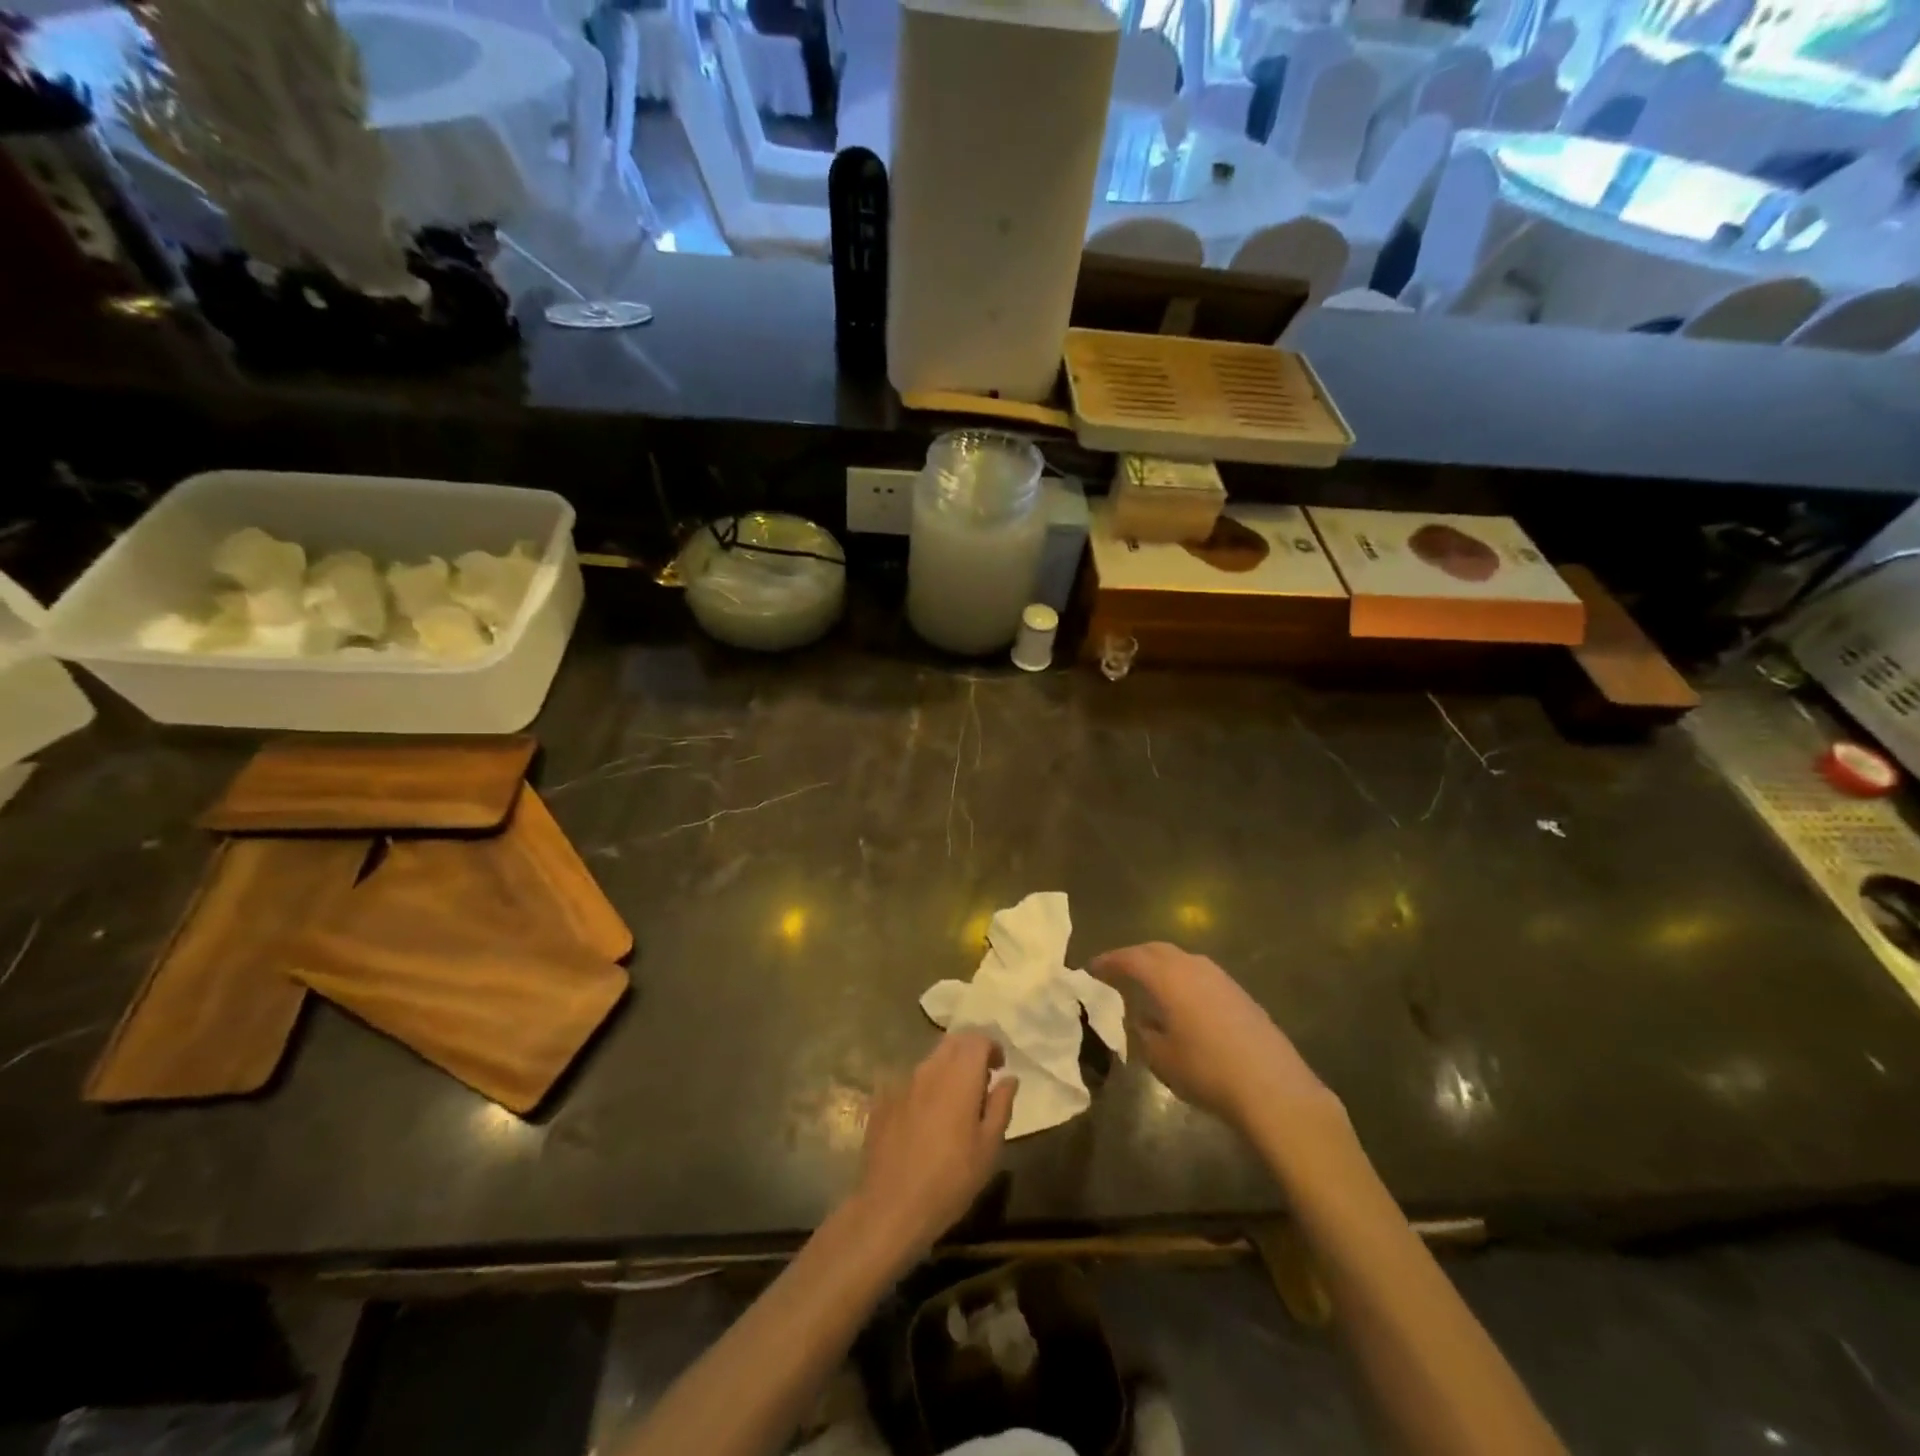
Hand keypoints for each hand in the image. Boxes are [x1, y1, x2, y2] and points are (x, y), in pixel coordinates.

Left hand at [849, 1032, 1016, 1262]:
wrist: (892, 1206)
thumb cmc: (951, 1179)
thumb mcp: (989, 1147)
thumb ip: (1001, 1105)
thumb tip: (1009, 1078)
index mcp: (959, 1076)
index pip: (977, 1038)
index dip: (991, 1047)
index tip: (999, 1068)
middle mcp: (929, 1069)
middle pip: (953, 1042)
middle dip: (970, 1052)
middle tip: (981, 1081)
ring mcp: (902, 1082)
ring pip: (931, 1060)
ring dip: (948, 1069)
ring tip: (956, 1102)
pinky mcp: (883, 1099)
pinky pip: (910, 1081)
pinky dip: (925, 1088)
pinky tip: (926, 1118)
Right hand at [1090, 942, 1338, 1132]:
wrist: (1272, 1087)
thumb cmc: (1206, 1071)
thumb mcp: (1160, 1057)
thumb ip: (1143, 1032)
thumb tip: (1141, 1018)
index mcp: (1167, 977)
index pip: (1130, 958)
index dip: (1108, 962)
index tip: (1091, 969)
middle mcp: (1192, 966)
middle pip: (1156, 950)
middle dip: (1133, 957)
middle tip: (1117, 971)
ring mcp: (1220, 977)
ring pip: (1181, 959)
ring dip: (1160, 965)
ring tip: (1147, 984)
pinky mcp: (1239, 992)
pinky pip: (1199, 973)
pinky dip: (1181, 978)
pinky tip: (1181, 1001)